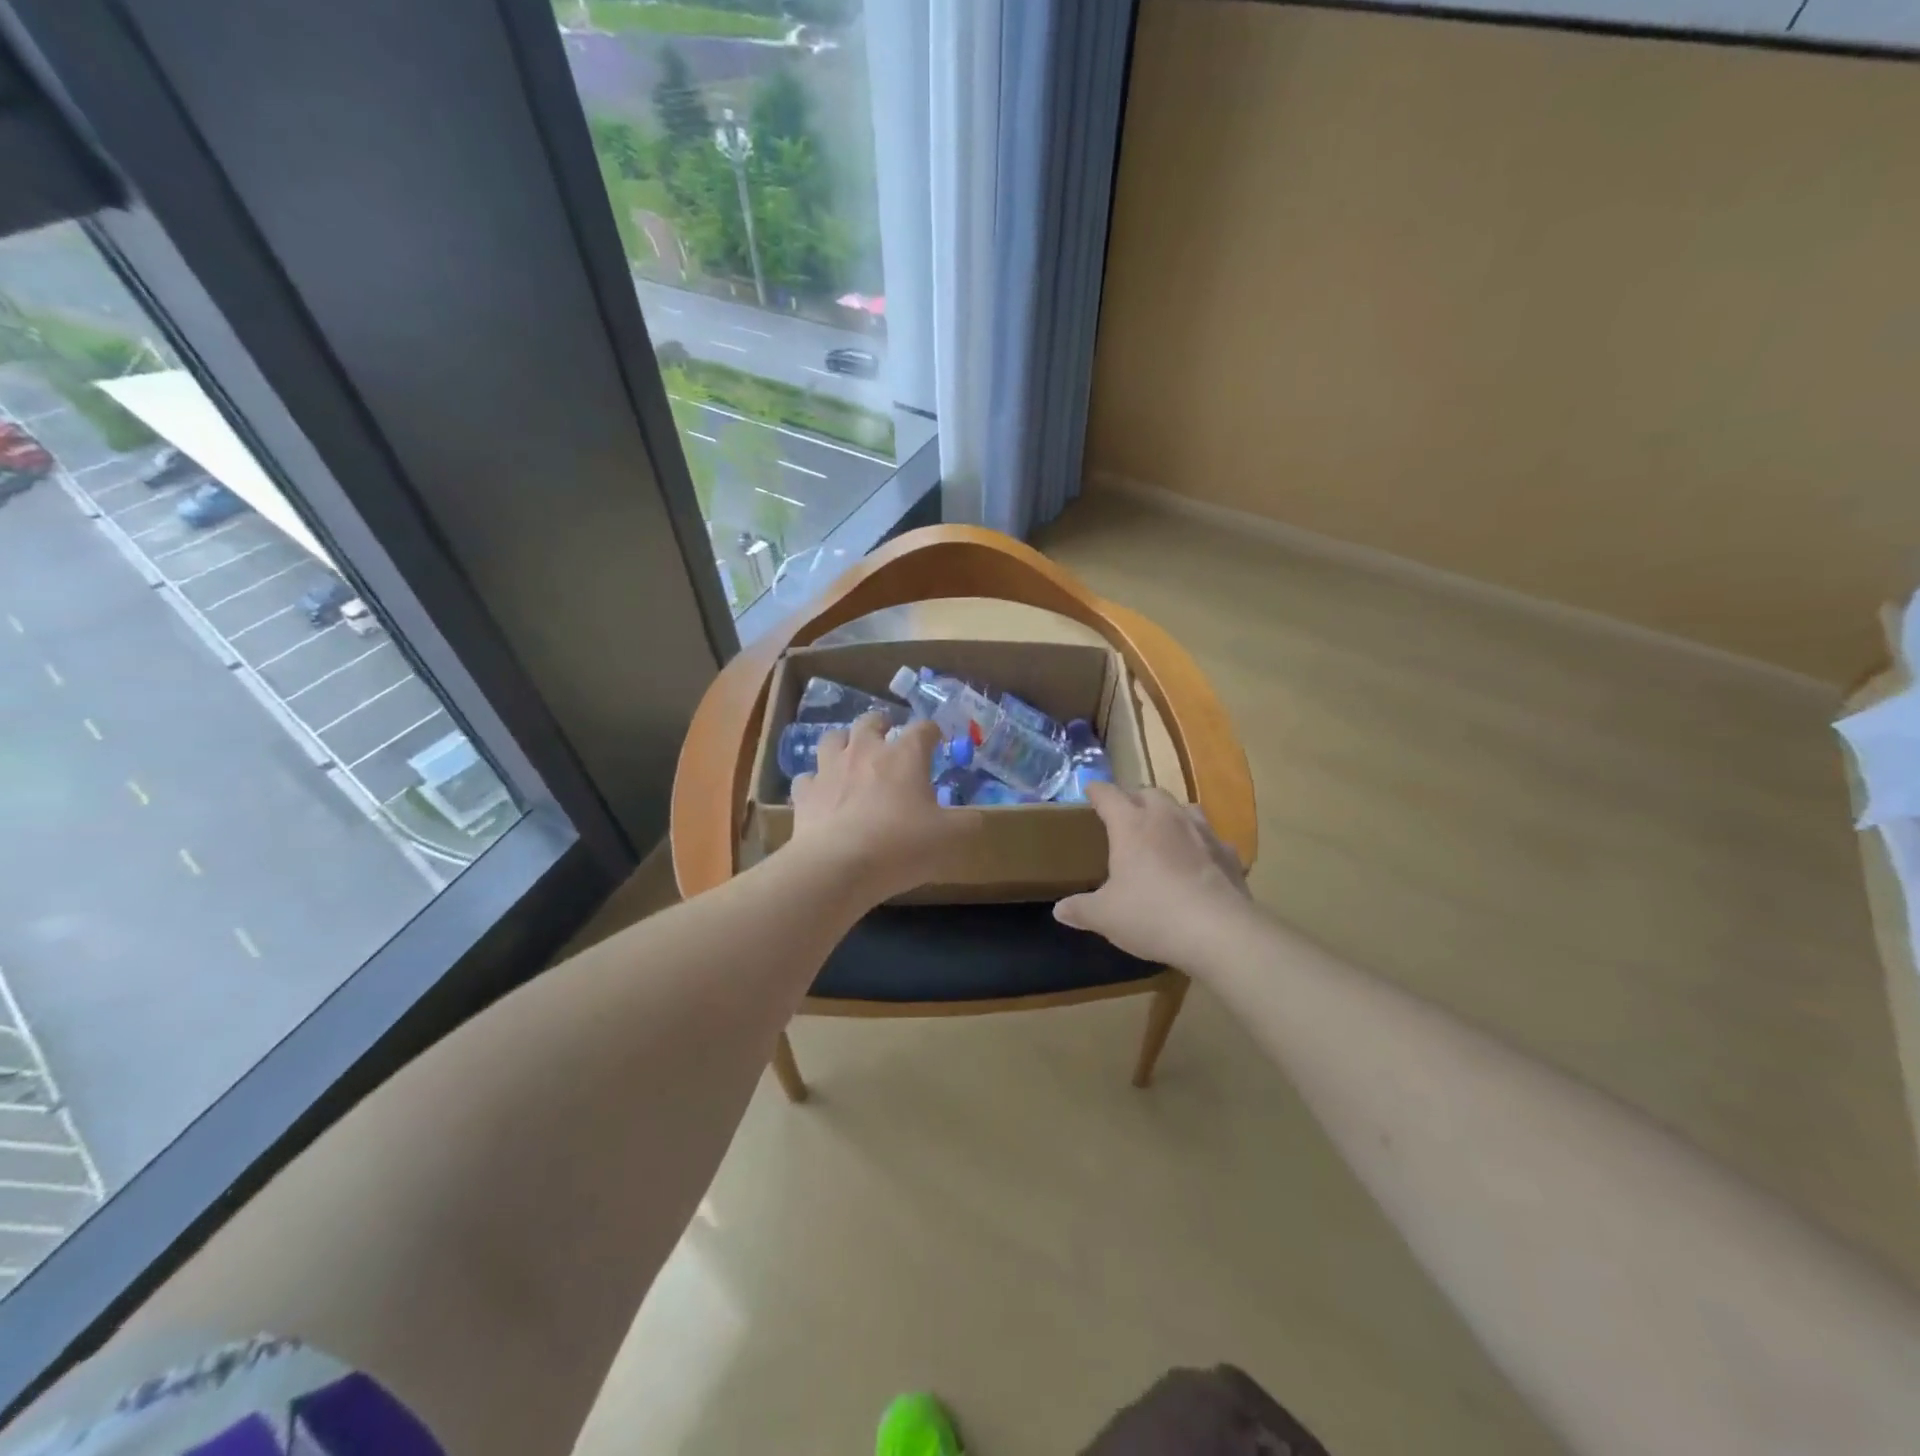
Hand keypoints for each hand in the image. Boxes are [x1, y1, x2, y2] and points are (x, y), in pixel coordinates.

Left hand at [789, 714, 981, 903]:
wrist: (838, 866)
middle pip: (871, 721)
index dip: (932, 731)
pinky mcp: (805, 793)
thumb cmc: (901, 845)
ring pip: (833, 738)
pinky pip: (807, 777)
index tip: (936, 739)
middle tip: (888, 736)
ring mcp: (830, 769)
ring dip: (844, 742)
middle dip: (881, 724)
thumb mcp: (949, 838)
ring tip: (850, 754)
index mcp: (904, 756)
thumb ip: (967, 824)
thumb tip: (975, 818)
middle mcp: (865, 751)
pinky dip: (815, 781)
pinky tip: (822, 792)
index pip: (922, 729)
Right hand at [1054, 783, 1253, 964]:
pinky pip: (1211, 838)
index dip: (1096, 790)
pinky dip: (1201, 843)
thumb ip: (1081, 909)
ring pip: (1184, 807)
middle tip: (1125, 814)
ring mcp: (1202, 833)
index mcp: (1131, 825)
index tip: (1089, 789)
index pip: (1108, 795)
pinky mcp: (1229, 854)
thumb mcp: (1106, 917)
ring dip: (1170, 813)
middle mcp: (1167, 819)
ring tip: (1162, 829)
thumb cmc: (1152, 915)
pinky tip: (1198, 860)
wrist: (1220, 932)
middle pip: (1149, 793)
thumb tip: (1059, 910)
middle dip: (1134, 798)